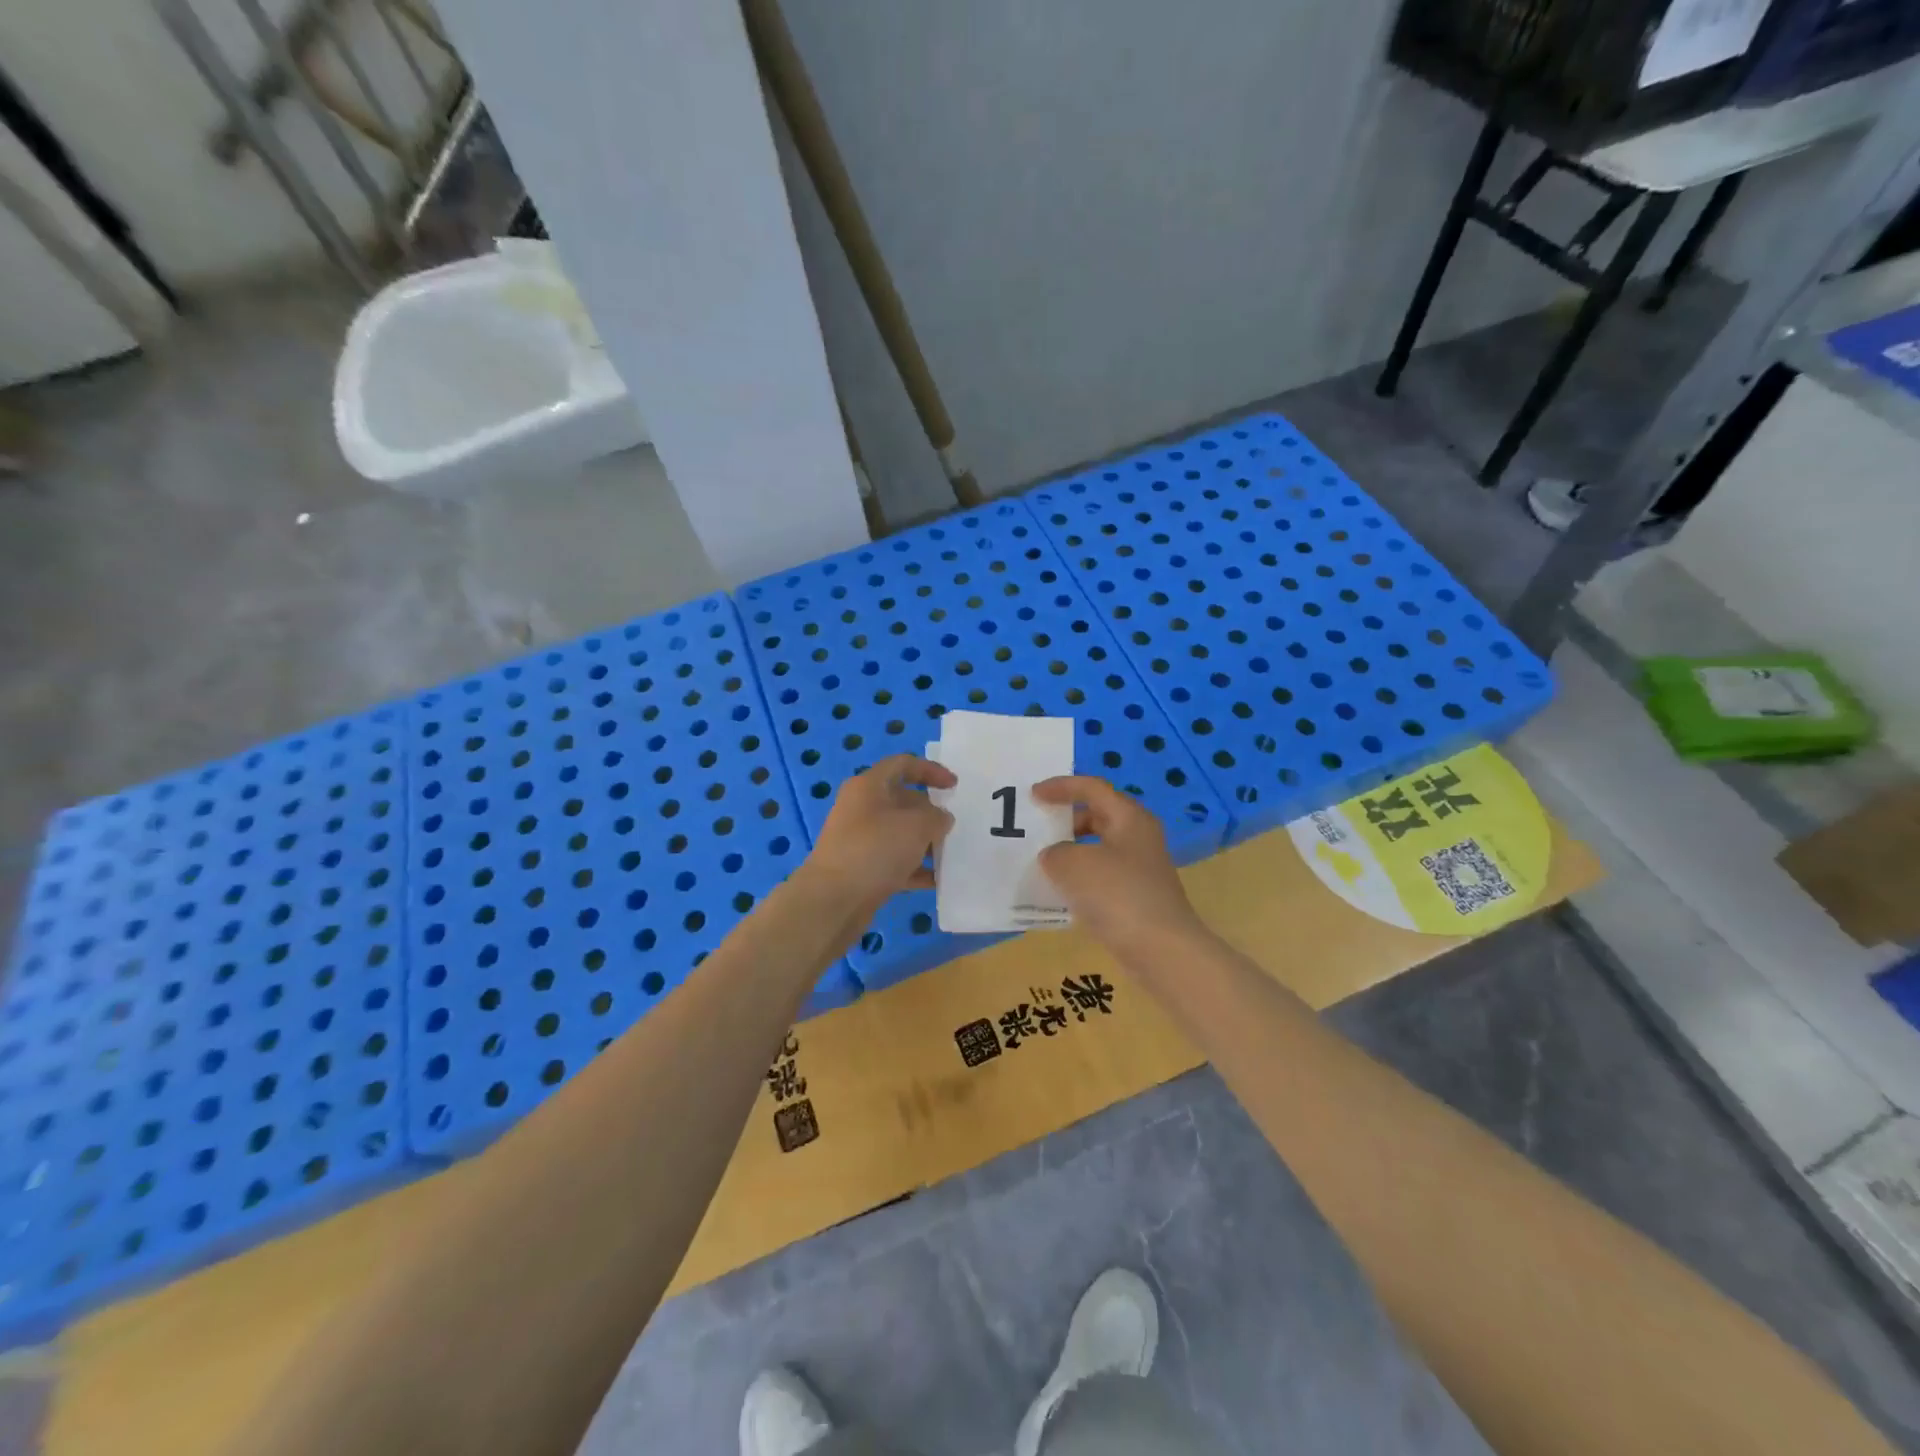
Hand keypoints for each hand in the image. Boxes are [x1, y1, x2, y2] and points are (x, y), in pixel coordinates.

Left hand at [802, 755, 955, 913]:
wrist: (833, 900)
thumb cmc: (876, 849)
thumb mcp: (917, 826)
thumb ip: (937, 817)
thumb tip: (940, 819)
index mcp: (869, 786)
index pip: (903, 765)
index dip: (931, 770)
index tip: (954, 787)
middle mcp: (861, 808)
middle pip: (902, 800)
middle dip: (930, 812)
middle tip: (954, 826)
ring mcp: (859, 840)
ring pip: (899, 833)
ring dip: (925, 842)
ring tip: (950, 854)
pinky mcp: (861, 868)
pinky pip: (894, 862)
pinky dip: (915, 868)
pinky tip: (936, 880)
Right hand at [1033, 776, 1202, 948]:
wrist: (1162, 950)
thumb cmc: (1118, 895)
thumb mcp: (1073, 865)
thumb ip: (1055, 853)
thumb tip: (1055, 857)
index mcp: (1129, 817)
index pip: (1092, 788)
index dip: (1061, 787)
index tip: (1032, 795)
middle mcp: (1138, 837)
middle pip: (1097, 815)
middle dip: (1065, 819)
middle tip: (1037, 828)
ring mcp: (1140, 868)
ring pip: (1098, 848)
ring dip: (1070, 851)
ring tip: (1042, 862)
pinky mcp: (1137, 896)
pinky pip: (1102, 876)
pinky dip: (1080, 878)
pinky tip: (1060, 893)